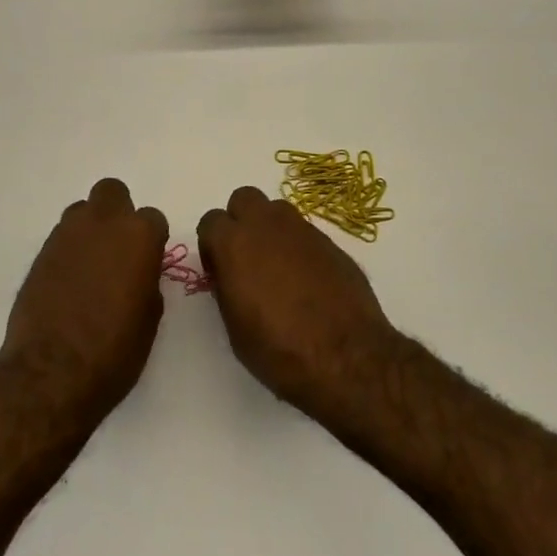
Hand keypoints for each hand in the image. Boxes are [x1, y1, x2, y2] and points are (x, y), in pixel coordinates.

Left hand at [0, 178, 167, 429]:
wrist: (53, 371)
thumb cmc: (115, 350)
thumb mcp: (150, 318)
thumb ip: (147, 281)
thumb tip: (138, 273)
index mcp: (138, 235)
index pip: (152, 219)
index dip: (151, 241)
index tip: (147, 263)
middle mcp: (102, 223)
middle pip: (112, 192)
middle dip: (117, 213)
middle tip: (118, 249)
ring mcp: (67, 234)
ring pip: (82, 211)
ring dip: (90, 229)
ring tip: (90, 267)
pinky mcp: (40, 253)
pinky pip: (61, 238)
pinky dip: (68, 252)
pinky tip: (68, 283)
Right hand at [196, 186, 398, 423]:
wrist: (345, 356)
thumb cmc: (279, 349)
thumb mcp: (235, 327)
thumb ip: (227, 287)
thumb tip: (230, 274)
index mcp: (235, 244)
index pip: (211, 221)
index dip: (213, 245)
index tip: (220, 270)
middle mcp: (266, 226)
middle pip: (244, 199)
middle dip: (241, 221)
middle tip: (246, 257)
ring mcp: (302, 230)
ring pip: (277, 210)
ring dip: (271, 229)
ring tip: (278, 267)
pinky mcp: (330, 241)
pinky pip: (304, 232)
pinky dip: (298, 247)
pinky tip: (307, 280)